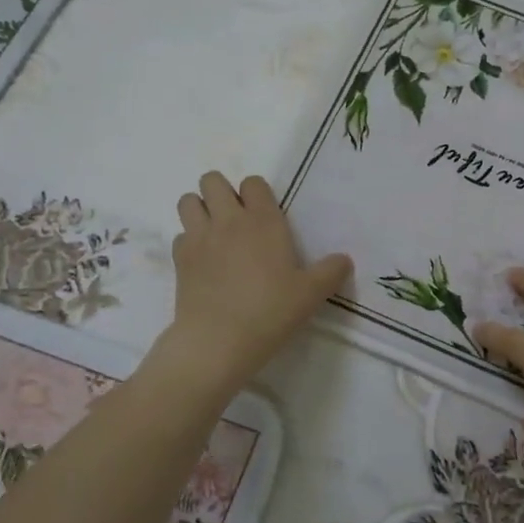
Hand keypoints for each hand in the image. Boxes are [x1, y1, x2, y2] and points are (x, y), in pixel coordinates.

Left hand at [164, 172, 351, 388]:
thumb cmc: (270, 311)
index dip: (257, 194)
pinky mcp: (179, 260)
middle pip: (212, 181)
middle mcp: (228, 220)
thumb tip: (344, 260)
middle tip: (236, 220)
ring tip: (214, 233)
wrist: (218, 341)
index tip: (265, 216)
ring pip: (188, 201)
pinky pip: (180, 235)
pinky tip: (203, 262)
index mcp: (263, 220)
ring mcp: (199, 237)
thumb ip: (331, 272)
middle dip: (221, 192)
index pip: (253, 183)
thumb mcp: (311, 294)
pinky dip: (189, 242)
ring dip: (200, 209)